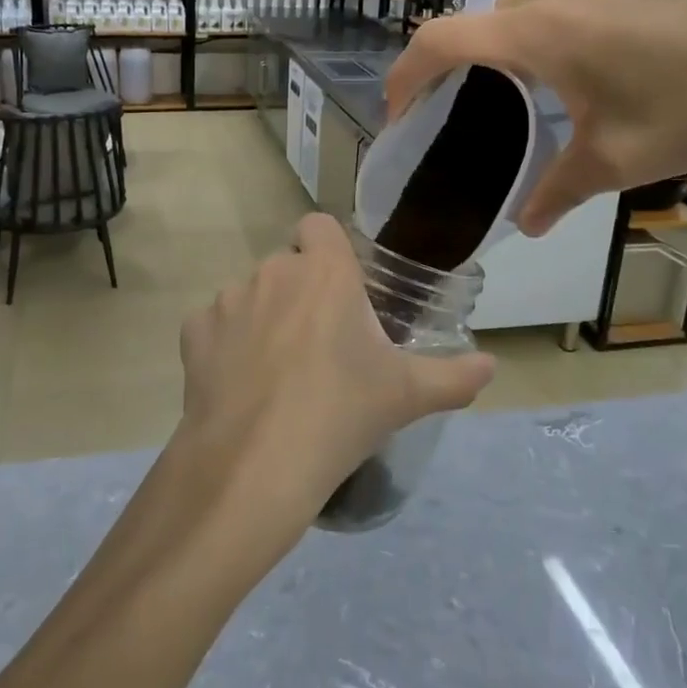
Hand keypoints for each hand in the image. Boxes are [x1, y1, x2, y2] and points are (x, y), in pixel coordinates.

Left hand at [173, 213, 493, 552]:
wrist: (255, 462)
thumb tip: (493, 367)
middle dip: (302, 294)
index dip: (328, 250)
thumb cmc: (340, 413)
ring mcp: (228, 299)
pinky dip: (226, 345)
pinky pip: (214, 326)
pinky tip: (239, 385)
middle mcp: (273, 271)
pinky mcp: (193, 332)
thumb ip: (454, 377)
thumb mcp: (406, 396)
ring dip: (264, 318)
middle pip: (288, 266)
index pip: (320, 226)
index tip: (342, 290)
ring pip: (251, 295)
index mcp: (324, 272)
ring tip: (278, 373)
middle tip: (321, 346)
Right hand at [384, 0, 686, 235]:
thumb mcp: (618, 162)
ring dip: (503, 18)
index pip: (438, 42)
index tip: (401, 110)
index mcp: (534, 36)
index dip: (405, 75)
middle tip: (479, 103)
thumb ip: (558, 192)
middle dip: (462, 62)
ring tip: (525, 52)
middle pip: (479, 20)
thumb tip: (527, 225)